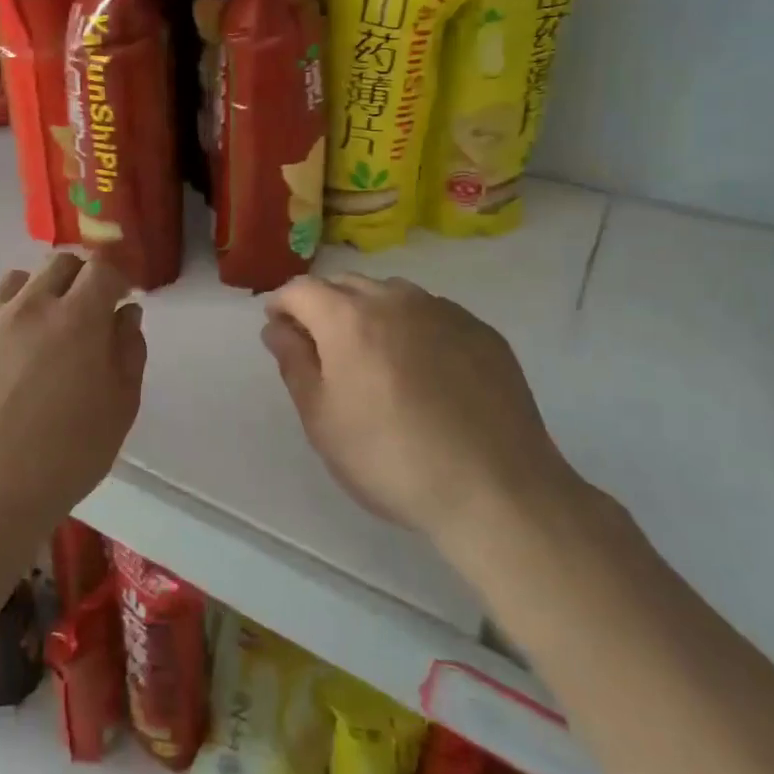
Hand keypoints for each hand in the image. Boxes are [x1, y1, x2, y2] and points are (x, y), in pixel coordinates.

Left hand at [0, 253, 145, 535]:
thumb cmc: (65, 458)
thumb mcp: (120, 409)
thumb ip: (129, 351)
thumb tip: (124, 312)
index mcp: (77, 319)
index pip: (102, 268)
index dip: (117, 277)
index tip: (121, 294)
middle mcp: (29, 306)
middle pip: (59, 263)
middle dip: (80, 279)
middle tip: (83, 313)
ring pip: (17, 282)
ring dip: (37, 296)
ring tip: (37, 334)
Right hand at [261, 273, 581, 544]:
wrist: (496, 489)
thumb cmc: (390, 458)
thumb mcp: (322, 420)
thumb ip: (294, 363)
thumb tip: (277, 328)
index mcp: (348, 317)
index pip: (301, 289)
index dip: (282, 304)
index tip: (278, 328)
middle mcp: (395, 299)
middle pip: (346, 284)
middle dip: (324, 306)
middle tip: (322, 348)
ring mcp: (444, 311)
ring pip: (391, 295)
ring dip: (370, 312)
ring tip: (375, 357)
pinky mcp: (482, 331)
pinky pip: (433, 314)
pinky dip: (413, 327)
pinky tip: (424, 370)